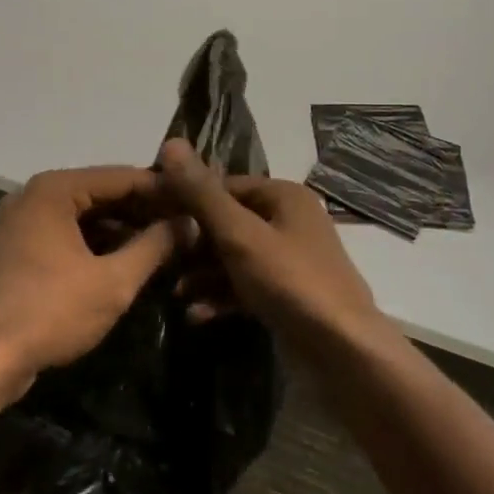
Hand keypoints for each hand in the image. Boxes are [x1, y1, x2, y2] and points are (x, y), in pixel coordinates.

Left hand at [0, 166, 180, 406]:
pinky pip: (66, 235)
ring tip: (166, 245)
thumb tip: (189, 223)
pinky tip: (128, 262)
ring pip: (84, 216)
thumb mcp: (113, 281)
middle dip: (143, 211)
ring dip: (122, 229)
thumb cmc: (50, 312)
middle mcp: (34, 196)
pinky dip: (96, 244)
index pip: (121, 177)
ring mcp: (22, 223)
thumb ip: (154, 246)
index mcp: (53, 190)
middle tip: (187, 227)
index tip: (198, 203)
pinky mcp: (18, 250)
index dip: (162, 190)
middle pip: (100, 194)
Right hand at [157, 139, 383, 346]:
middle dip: (192, 244)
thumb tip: (170, 143)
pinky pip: (244, 286)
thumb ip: (202, 193)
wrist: (342, 351)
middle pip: (226, 223)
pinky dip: (221, 296)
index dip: (186, 200)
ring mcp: (288, 260)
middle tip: (159, 258)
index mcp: (283, 196)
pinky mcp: (286, 294)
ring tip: (175, 291)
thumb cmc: (289, 281)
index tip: (151, 219)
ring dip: (202, 274)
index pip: (222, 186)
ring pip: (233, 258)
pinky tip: (195, 314)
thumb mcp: (239, 234)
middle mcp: (288, 221)